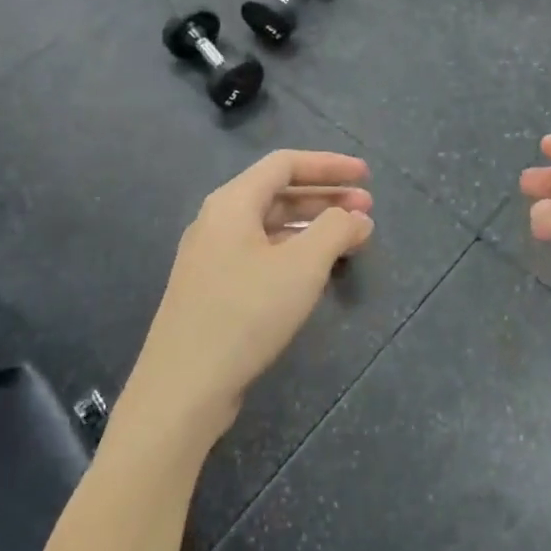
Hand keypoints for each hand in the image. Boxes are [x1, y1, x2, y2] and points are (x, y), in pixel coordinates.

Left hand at [125, 151, 374, 446]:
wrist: (183, 387)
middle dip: (326, 198)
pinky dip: (294, 252)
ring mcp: (211, 256)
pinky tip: (316, 271)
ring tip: (350, 240)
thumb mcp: (302, 266)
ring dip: (312, 227)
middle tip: (367, 211)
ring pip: (270, 226)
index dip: (329, 165)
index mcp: (232, 203)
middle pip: (278, 193)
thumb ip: (335, 231)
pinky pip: (260, 253)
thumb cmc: (246, 313)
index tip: (365, 176)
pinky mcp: (212, 289)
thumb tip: (356, 217)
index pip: (285, 164)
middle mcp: (217, 221)